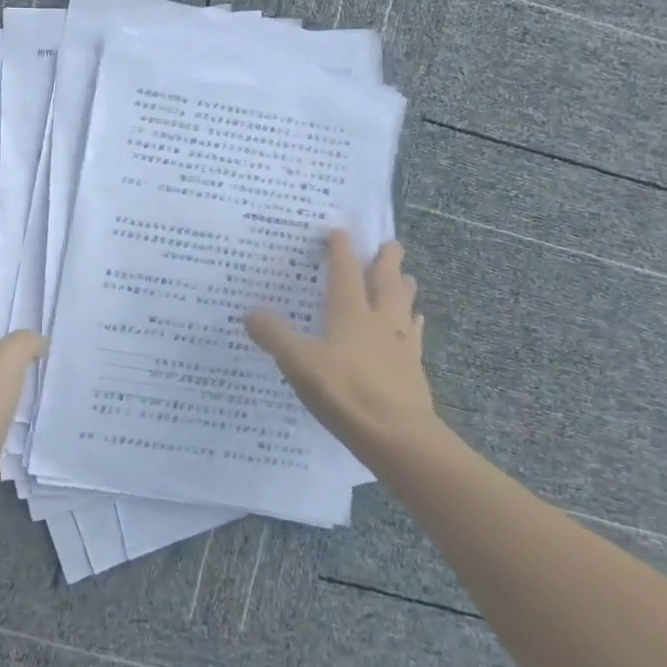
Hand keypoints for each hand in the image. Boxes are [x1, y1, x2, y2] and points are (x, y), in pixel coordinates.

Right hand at [246, 231, 437, 463]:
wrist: (398, 437)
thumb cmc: (345, 393)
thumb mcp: (299, 364)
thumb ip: (275, 337)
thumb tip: (249, 313)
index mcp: (350, 314)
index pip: (344, 273)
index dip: (340, 250)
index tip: (339, 230)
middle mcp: (379, 322)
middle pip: (385, 283)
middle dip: (387, 261)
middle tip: (391, 243)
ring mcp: (401, 346)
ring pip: (404, 307)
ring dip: (404, 288)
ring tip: (408, 277)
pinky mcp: (413, 371)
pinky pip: (415, 338)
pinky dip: (415, 325)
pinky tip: (417, 324)